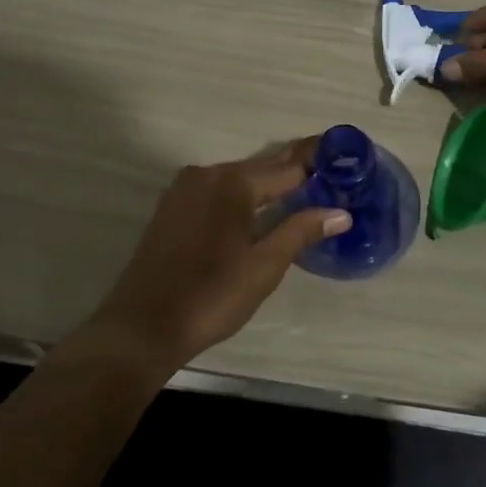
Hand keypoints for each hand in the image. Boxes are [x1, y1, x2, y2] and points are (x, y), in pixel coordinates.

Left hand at [82, 138, 348, 371]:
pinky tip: (259, 210)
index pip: (287, 167)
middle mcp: (207, 174)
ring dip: (268, 185)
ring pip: (238, 180)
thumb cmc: (211, 296)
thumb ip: (301, 231)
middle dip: (295, 171)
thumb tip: (341, 212)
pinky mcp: (172, 209)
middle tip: (330, 172)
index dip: (317, 164)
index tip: (343, 159)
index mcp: (233, 183)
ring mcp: (184, 190)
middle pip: (262, 168)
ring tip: (302, 191)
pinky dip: (242, 197)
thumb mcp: (264, 266)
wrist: (142, 327)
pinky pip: (218, 192)